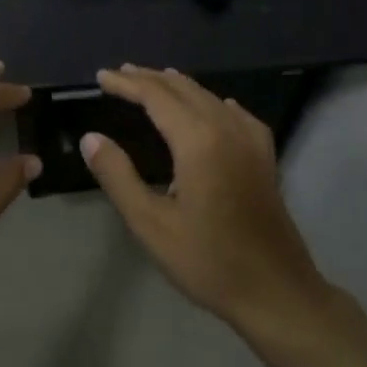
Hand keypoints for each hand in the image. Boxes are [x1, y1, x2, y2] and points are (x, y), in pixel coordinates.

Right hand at [82, 66, 322, 332]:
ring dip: (177, 86)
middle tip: (118, 74)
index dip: (126, 83)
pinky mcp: (264, 157)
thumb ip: (118, 176)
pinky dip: (211, 102)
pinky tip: (212, 107)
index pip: (156, 96)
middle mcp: (227, 128)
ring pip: (209, 97)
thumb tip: (91, 138)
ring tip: (153, 82)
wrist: (276, 292)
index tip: (101, 76)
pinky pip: (235, 113)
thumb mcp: (151, 223)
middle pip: (183, 89)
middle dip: (149, 78)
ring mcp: (251, 141)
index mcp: (198, 140)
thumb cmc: (208, 261)